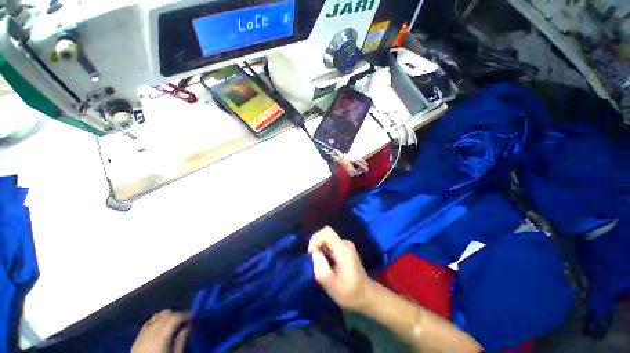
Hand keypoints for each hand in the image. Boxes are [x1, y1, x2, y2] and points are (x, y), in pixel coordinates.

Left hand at [131, 310, 188, 352]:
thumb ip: (181, 341)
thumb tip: (187, 327)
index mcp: (161, 337)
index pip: (174, 318)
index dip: (185, 314)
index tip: (193, 315)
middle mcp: (151, 333)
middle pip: (165, 316)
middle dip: (177, 314)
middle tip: (185, 318)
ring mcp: (142, 335)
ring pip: (155, 318)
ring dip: (165, 316)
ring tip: (173, 321)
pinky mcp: (137, 339)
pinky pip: (146, 324)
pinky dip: (154, 321)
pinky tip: (159, 324)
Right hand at [309, 227, 372, 310]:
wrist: (367, 296)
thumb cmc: (350, 294)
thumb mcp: (333, 287)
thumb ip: (321, 269)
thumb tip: (314, 253)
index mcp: (343, 249)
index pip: (326, 232)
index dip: (315, 239)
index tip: (311, 255)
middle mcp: (345, 243)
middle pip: (325, 235)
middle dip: (316, 247)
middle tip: (316, 265)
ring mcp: (345, 245)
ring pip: (326, 241)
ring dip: (320, 252)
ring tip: (323, 268)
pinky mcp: (344, 249)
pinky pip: (329, 245)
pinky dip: (324, 253)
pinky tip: (327, 266)